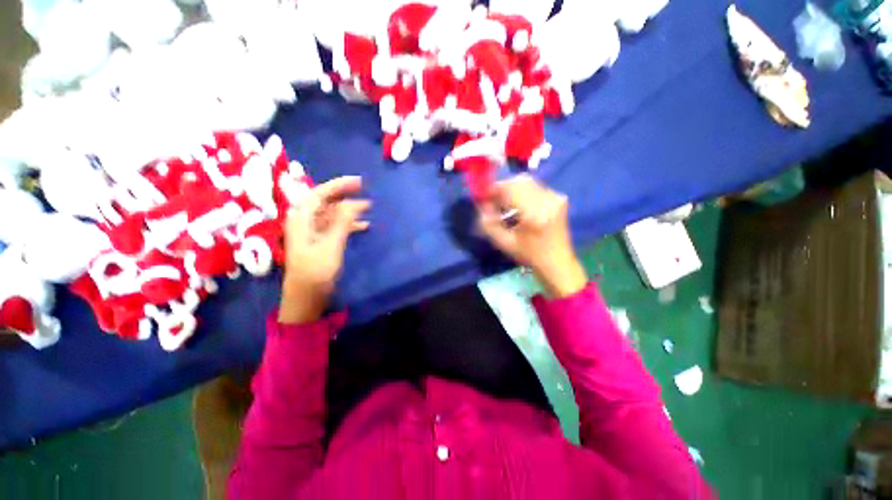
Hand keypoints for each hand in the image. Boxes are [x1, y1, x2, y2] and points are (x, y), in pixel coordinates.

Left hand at [279, 176, 369, 323]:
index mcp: (301, 219)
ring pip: (332, 213)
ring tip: (369, 208)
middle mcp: (305, 221)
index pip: (319, 194)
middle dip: (345, 195)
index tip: (359, 182)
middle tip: (365, 191)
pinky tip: (364, 226)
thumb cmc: (315, 272)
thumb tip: (353, 202)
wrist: (306, 296)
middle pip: (325, 201)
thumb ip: (341, 222)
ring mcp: (313, 231)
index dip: (338, 185)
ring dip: (349, 210)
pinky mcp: (321, 241)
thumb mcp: (331, 245)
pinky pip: (336, 226)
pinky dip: (350, 224)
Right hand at [477, 175, 586, 297]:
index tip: (484, 196)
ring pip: (528, 182)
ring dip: (513, 189)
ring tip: (506, 204)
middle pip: (520, 181)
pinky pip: (536, 187)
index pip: (511, 189)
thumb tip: (482, 205)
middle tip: (494, 200)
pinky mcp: (559, 199)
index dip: (495, 189)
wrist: (557, 263)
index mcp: (534, 214)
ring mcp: (556, 198)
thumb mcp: (504, 243)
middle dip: (503, 188)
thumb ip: (489, 223)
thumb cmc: (529, 255)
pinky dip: (523, 192)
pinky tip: (520, 207)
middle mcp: (547, 201)